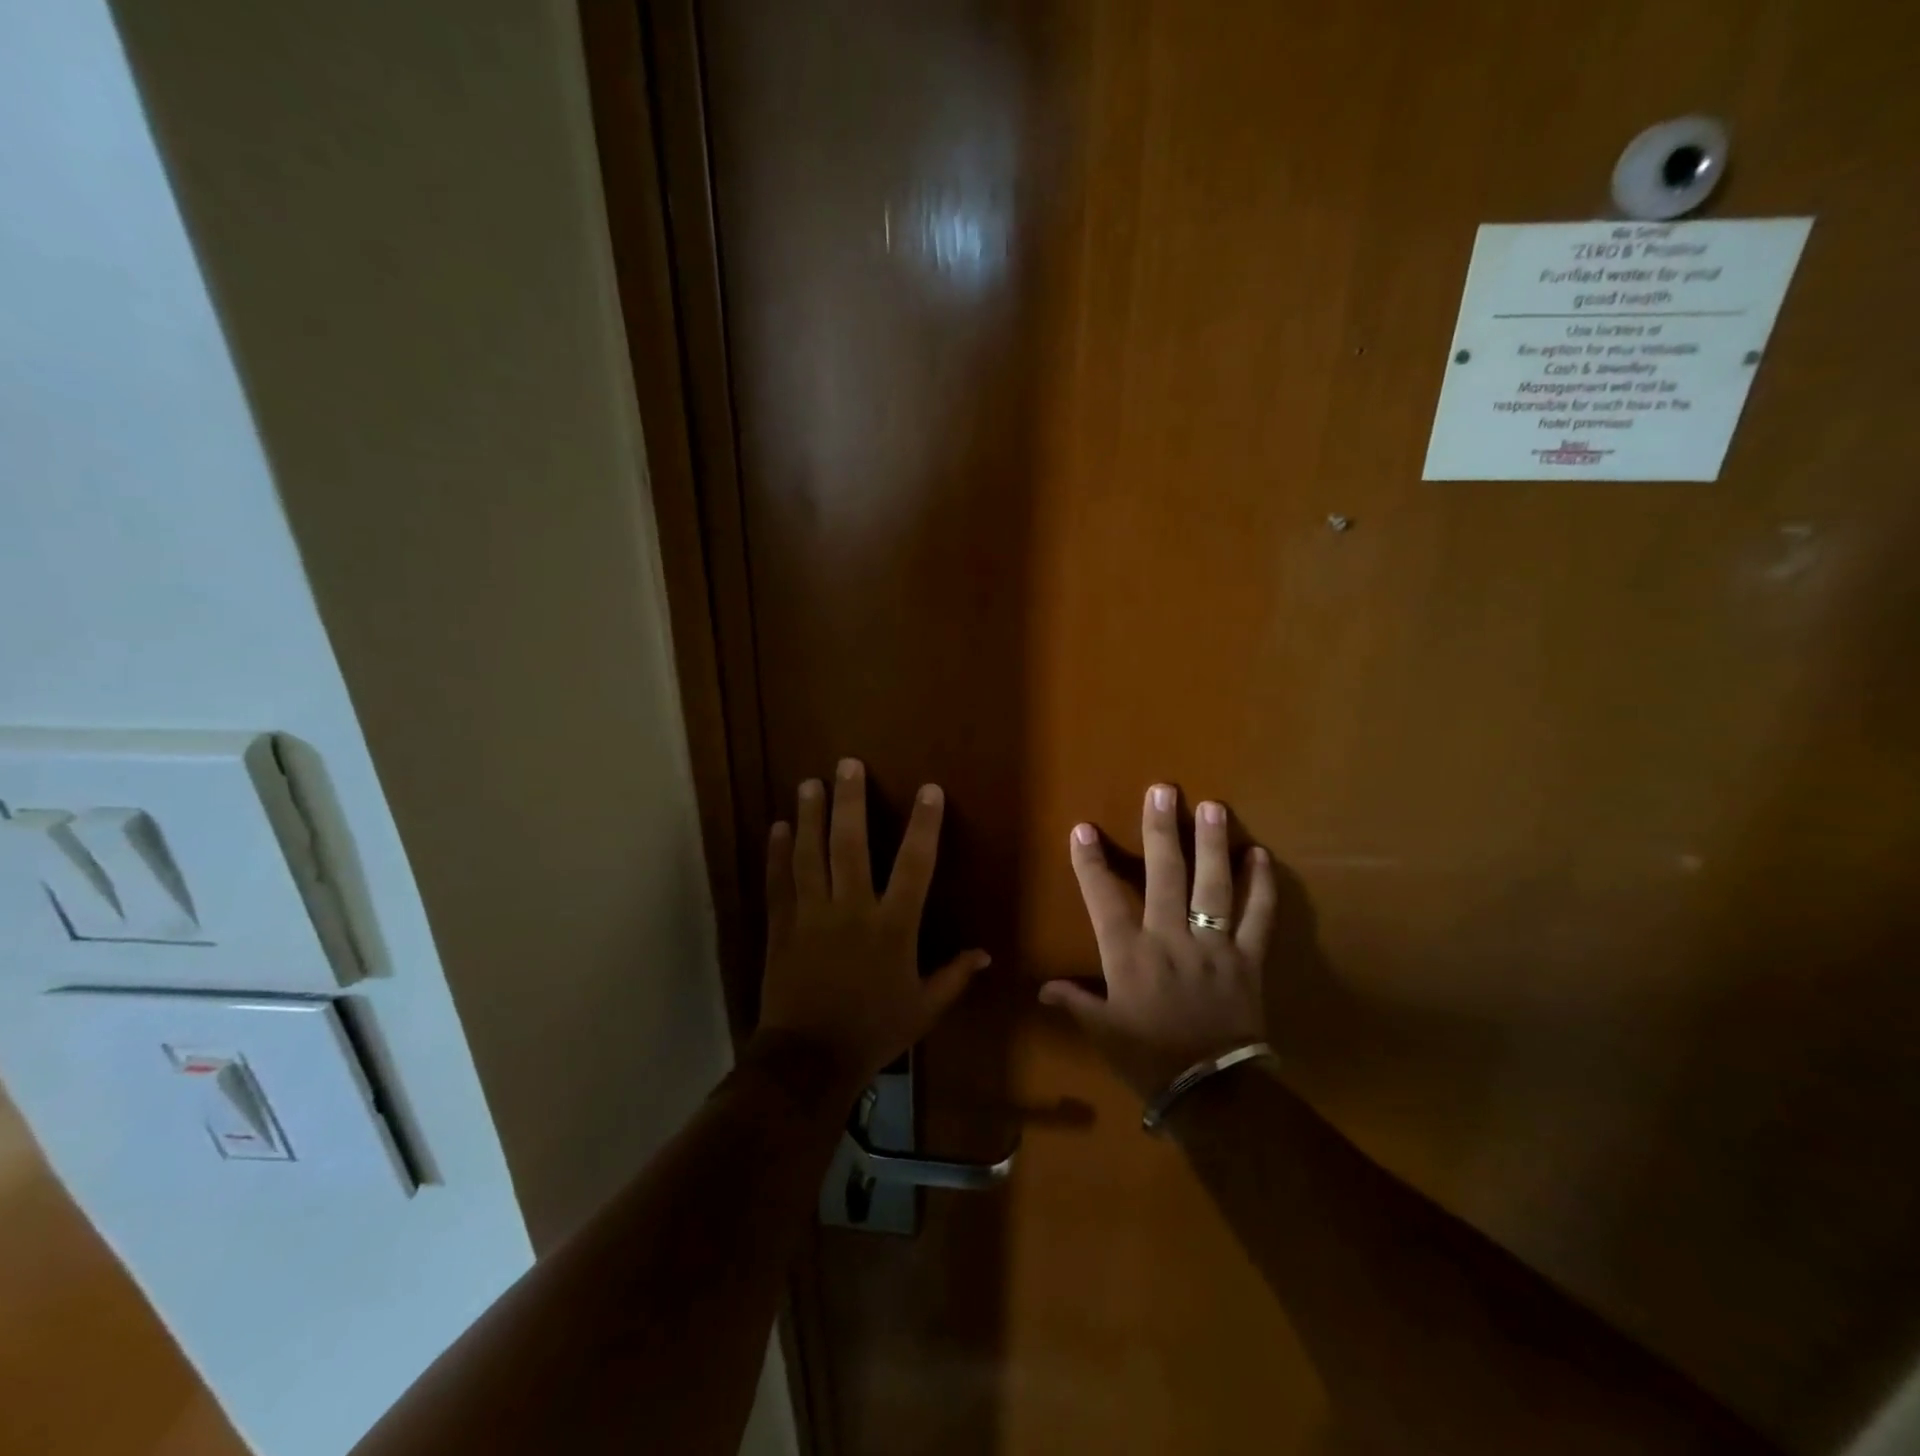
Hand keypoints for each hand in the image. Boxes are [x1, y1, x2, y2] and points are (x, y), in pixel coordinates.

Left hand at [755, 758, 990, 1095]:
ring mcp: (812, 915)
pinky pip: (779, 882)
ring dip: (809, 816)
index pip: (914, 865)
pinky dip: (776, 853)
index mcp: (892, 926)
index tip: (929, 790)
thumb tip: (986, 954)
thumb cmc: (873, 1031)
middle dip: (850, 802)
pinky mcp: (782, 927)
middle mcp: (852, 909)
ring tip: (809, 782)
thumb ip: (955, 977)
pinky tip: (777, 827)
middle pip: (850, 845)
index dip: (925, 825)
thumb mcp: (924, 1009)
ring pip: (809, 855)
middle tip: (847, 765)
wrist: (810, 1060)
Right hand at [1041, 785, 1276, 1100]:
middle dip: (1161, 831)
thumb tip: (1044, 988)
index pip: (1103, 899)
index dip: (1091, 862)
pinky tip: (1261, 855)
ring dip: (1213, 845)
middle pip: (1165, 876)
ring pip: (1214, 887)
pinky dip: (1262, 886)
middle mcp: (1171, 940)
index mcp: (1130, 955)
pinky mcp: (1248, 959)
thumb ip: (1075, 1003)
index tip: (1083, 828)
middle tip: (1163, 791)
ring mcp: (1213, 947)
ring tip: (1213, 808)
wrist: (1213, 1093)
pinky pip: (1259, 918)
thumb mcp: (1103, 1033)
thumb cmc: (1150, 1060)